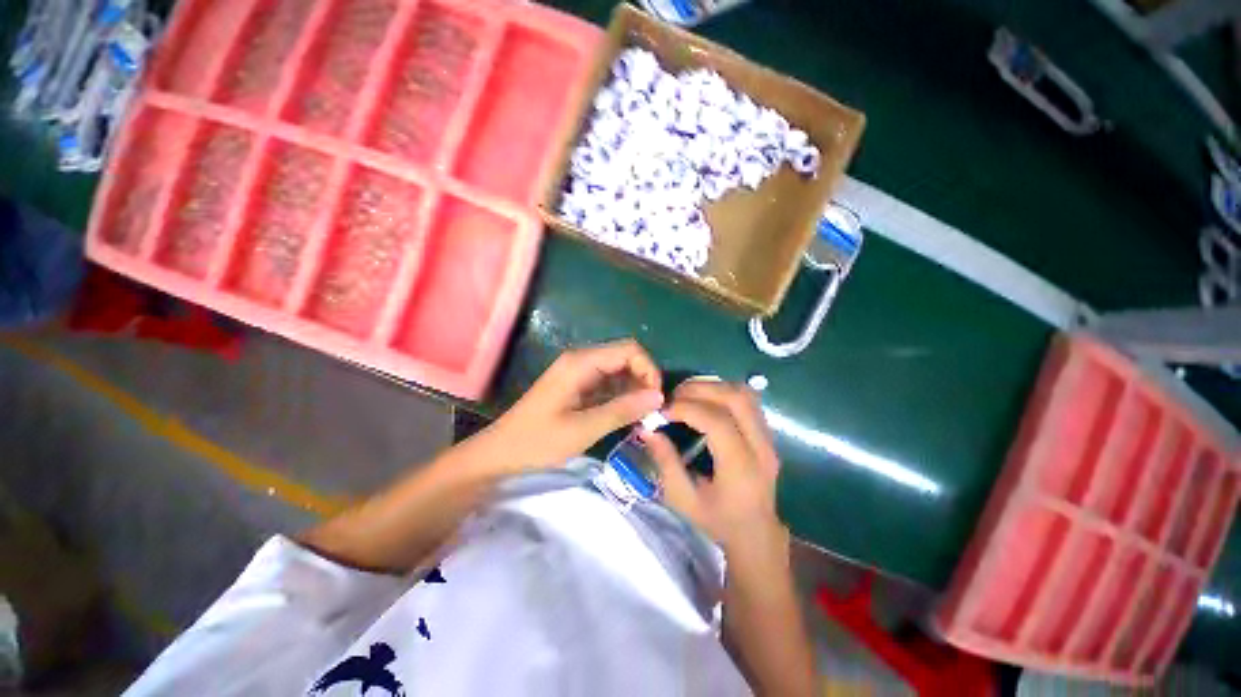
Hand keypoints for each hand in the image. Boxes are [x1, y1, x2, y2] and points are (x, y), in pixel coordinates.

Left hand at [479, 339, 663, 472]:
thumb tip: (659, 397)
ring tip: (641, 416)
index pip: (628, 350)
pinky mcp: (578, 385)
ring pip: (619, 370)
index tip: (656, 399)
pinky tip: (627, 415)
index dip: (648, 369)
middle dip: (643, 379)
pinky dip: (622, 396)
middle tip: (651, 411)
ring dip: (634, 389)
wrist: (501, 452)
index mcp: (581, 363)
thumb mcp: (583, 429)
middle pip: (625, 357)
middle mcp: (581, 360)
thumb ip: (622, 410)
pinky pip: (608, 383)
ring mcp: (579, 372)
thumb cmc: (538, 441)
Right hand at [641, 381, 784, 557]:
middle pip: (735, 399)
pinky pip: (748, 400)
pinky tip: (705, 399)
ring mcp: (768, 438)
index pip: (718, 422)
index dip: (687, 408)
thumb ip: (665, 462)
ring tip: (687, 394)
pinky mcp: (767, 433)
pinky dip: (724, 391)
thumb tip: (647, 429)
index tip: (663, 411)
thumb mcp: (683, 499)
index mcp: (741, 469)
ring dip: (713, 386)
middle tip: (673, 396)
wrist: (756, 534)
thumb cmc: (717, 521)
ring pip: (745, 394)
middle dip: (700, 389)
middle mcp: (760, 448)